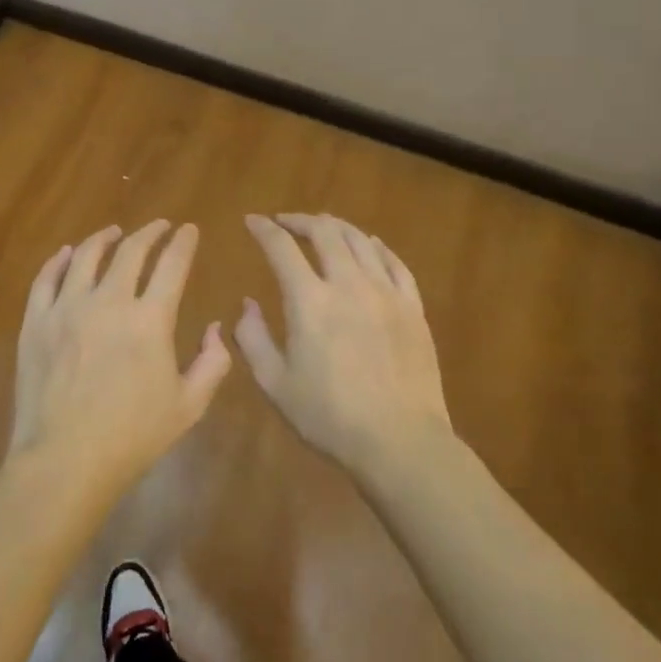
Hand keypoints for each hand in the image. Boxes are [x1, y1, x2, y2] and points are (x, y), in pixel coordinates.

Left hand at [9, 220, 231, 492]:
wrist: (64, 461)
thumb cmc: (132, 437)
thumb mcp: (189, 406)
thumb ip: (213, 363)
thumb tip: (215, 328)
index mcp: (150, 319)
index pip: (172, 264)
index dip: (183, 242)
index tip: (189, 230)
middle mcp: (109, 301)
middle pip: (131, 251)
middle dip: (150, 232)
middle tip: (159, 226)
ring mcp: (67, 308)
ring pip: (86, 256)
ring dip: (104, 238)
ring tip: (113, 232)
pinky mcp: (36, 321)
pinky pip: (46, 278)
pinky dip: (59, 260)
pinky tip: (68, 254)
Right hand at [237, 213, 452, 475]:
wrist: (400, 441)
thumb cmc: (329, 417)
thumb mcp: (275, 384)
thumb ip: (252, 338)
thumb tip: (248, 303)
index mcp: (309, 301)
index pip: (281, 247)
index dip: (263, 229)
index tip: (252, 221)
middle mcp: (348, 284)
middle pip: (324, 232)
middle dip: (300, 220)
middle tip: (285, 222)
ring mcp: (385, 292)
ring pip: (360, 240)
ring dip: (336, 227)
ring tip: (323, 227)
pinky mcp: (412, 307)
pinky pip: (394, 263)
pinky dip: (376, 246)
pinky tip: (369, 244)